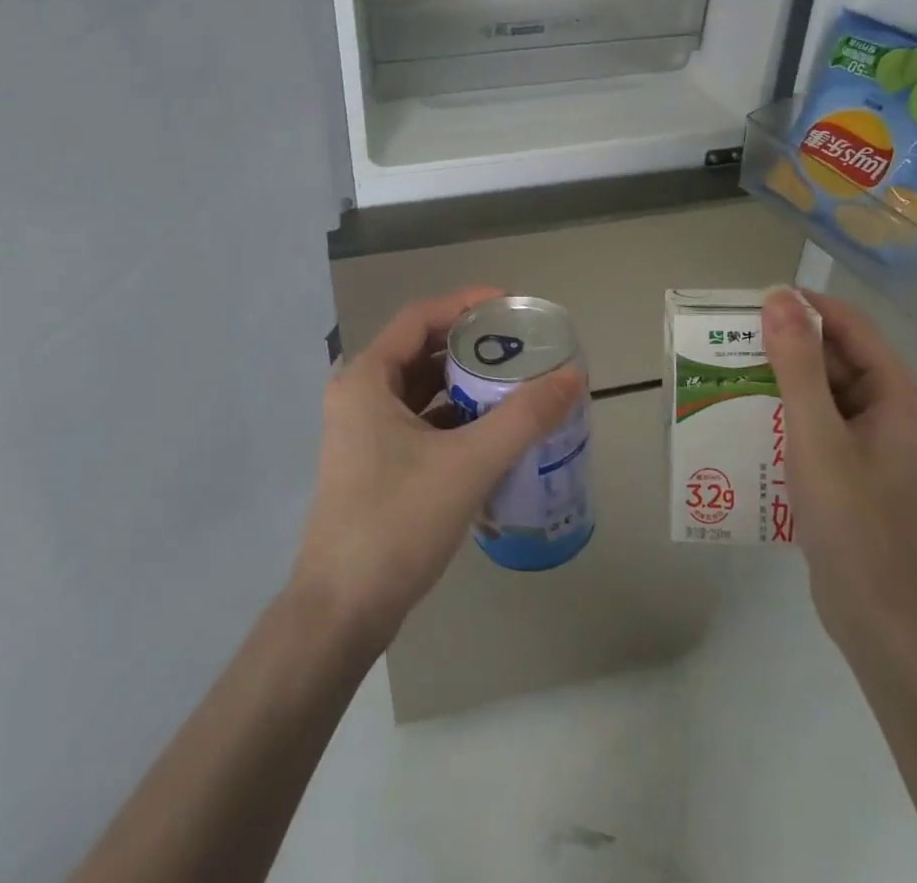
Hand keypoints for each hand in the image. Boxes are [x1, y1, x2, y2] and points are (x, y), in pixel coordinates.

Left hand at [288, 288, 585, 652]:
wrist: (342, 612)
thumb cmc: (398, 521)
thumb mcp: (469, 463)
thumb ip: (524, 416)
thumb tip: (573, 374)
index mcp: (367, 377)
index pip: (421, 317)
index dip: (466, 304)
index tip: (512, 306)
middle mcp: (359, 394)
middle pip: (421, 350)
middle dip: (471, 346)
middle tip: (521, 347)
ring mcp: (363, 431)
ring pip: (420, 389)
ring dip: (464, 384)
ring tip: (514, 384)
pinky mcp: (373, 462)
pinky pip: (418, 421)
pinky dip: (453, 417)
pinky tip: (490, 431)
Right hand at [761, 286, 916, 658]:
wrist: (882, 619)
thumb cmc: (854, 521)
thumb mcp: (817, 436)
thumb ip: (797, 365)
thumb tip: (778, 297)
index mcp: (895, 394)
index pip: (849, 325)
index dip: (802, 306)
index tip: (748, 305)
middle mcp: (887, 409)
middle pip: (834, 355)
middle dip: (784, 343)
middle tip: (728, 340)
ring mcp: (869, 441)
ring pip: (821, 390)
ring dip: (779, 378)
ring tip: (727, 372)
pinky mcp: (850, 468)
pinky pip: (815, 422)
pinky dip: (783, 412)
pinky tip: (745, 418)